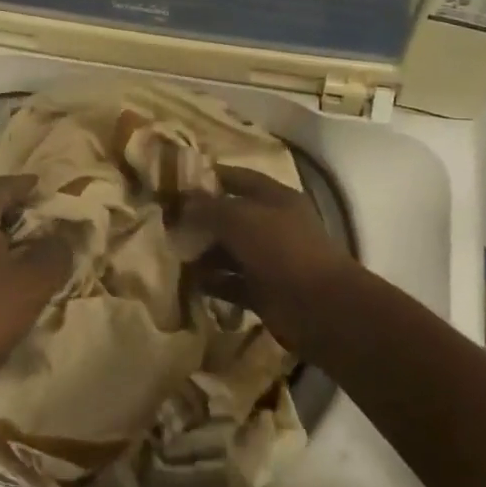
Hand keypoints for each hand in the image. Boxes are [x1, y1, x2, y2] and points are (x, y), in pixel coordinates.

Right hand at [179, 165, 364, 358]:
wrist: (320, 308)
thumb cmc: (282, 251)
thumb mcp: (241, 220)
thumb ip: (209, 208)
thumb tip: (183, 200)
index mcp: (275, 198)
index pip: (238, 178)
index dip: (209, 178)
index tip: (176, 182)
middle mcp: (273, 225)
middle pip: (231, 216)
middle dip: (200, 220)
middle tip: (165, 224)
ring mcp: (269, 260)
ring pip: (229, 252)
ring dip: (203, 254)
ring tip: (172, 255)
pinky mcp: (264, 292)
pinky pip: (232, 283)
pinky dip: (213, 283)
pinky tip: (189, 283)